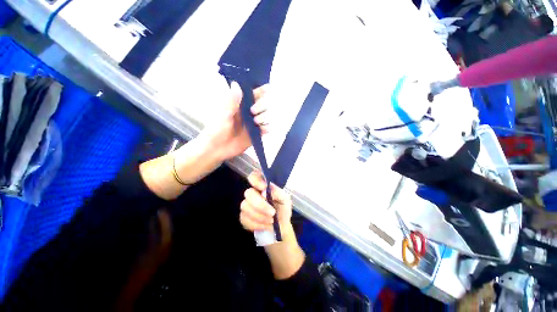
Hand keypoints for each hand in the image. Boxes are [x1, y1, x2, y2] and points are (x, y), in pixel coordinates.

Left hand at [204, 82, 269, 160]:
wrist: (218, 148)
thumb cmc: (217, 129)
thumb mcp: (223, 114)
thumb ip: (231, 101)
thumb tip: (236, 83)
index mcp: (240, 106)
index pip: (252, 95)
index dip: (260, 91)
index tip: (267, 88)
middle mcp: (248, 114)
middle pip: (262, 105)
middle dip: (261, 106)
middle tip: (253, 111)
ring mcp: (253, 124)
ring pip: (266, 116)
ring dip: (264, 117)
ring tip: (256, 122)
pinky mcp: (255, 134)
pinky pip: (266, 129)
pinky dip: (266, 128)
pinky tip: (262, 130)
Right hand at [240, 171, 292, 231]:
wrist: (281, 227)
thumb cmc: (283, 209)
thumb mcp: (285, 199)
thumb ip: (278, 192)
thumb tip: (265, 190)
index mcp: (263, 186)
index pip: (254, 176)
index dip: (256, 180)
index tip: (264, 188)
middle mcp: (253, 193)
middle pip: (248, 193)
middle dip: (260, 205)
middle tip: (272, 212)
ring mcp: (247, 205)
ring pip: (245, 206)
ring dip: (260, 216)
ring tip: (271, 220)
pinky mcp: (243, 217)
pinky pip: (244, 219)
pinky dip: (257, 224)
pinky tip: (265, 225)